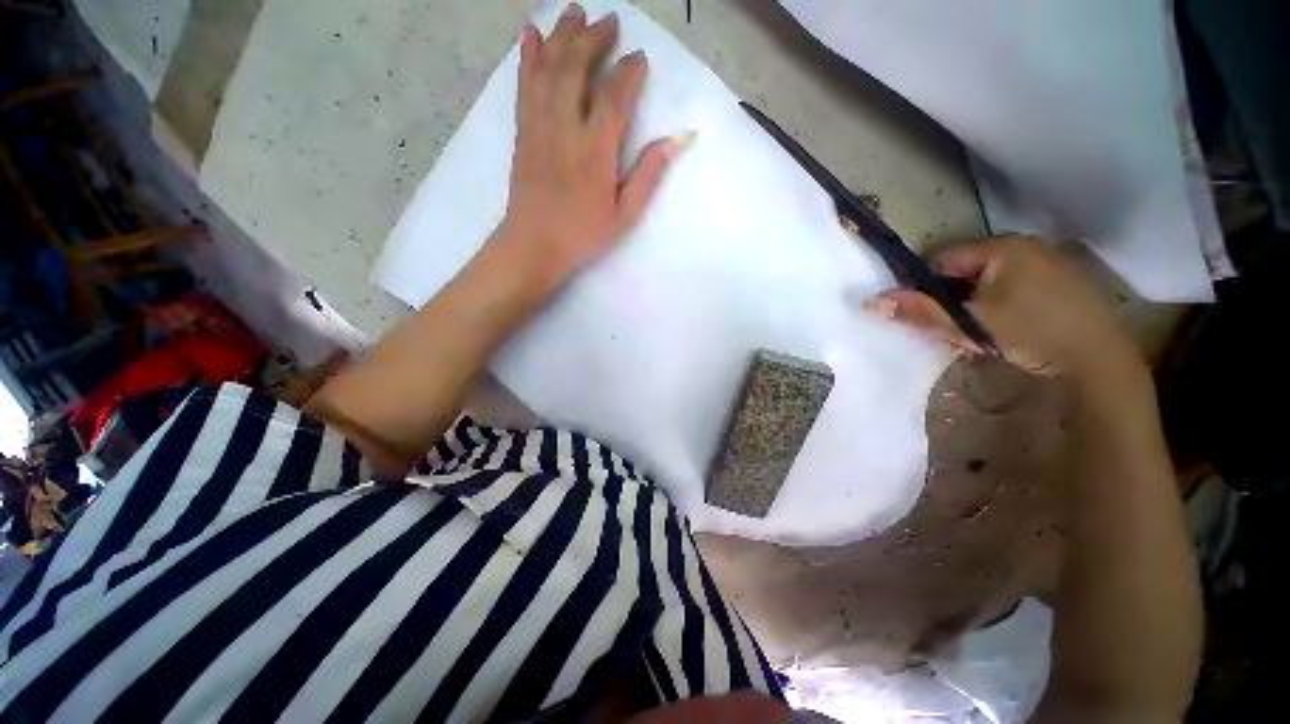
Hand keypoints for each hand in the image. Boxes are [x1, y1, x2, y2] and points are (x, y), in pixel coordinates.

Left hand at [498, 3, 688, 294]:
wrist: (534, 245)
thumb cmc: (583, 235)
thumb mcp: (624, 215)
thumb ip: (648, 175)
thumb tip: (677, 139)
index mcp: (595, 152)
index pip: (614, 98)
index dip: (628, 73)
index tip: (639, 57)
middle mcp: (565, 129)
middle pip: (577, 70)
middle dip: (594, 40)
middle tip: (609, 20)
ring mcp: (539, 127)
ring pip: (548, 69)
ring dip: (562, 35)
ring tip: (574, 10)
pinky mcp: (522, 132)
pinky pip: (524, 86)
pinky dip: (528, 57)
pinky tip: (532, 36)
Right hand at [867, 236, 1143, 381]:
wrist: (1100, 360)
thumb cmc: (1031, 333)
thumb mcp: (969, 324)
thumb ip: (920, 312)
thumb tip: (871, 302)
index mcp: (1000, 248)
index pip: (940, 258)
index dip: (923, 285)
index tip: (921, 312)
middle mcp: (1022, 247)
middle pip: (962, 271)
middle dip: (948, 300)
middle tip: (950, 328)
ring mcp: (1041, 263)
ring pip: (984, 282)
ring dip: (970, 306)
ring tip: (975, 334)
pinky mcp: (1054, 282)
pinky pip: (1007, 288)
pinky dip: (993, 307)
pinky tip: (998, 330)